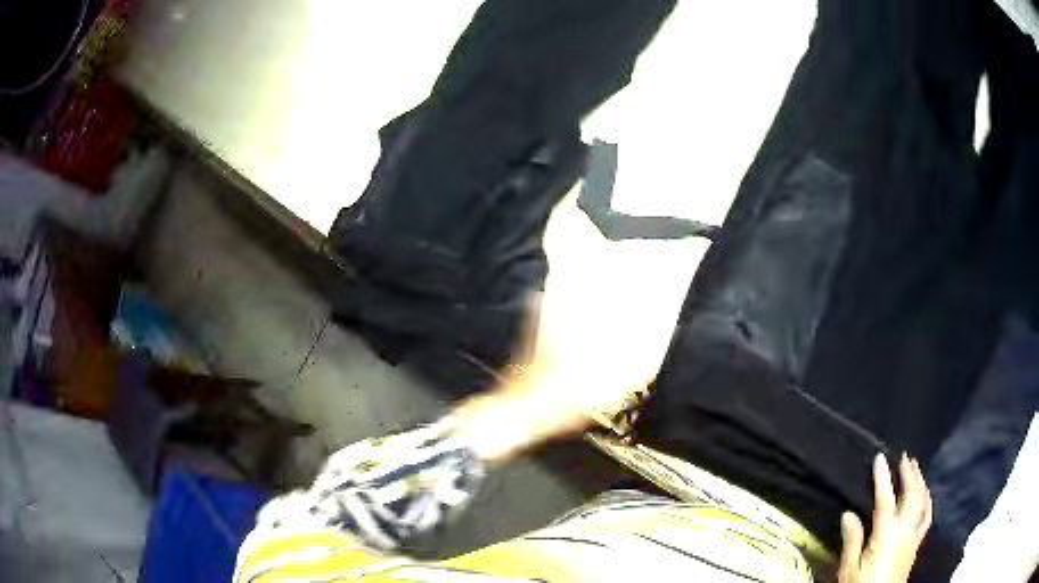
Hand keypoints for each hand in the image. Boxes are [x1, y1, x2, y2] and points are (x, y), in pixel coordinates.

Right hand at [838, 453, 932, 582]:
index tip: (880, 458)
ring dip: (920, 484)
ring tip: (917, 470)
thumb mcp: (849, 570)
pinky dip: (927, 502)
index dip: (883, 478)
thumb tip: (848, 514)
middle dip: (909, 474)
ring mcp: (913, 538)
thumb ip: (852, 541)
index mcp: (886, 535)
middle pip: (911, 496)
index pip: (885, 500)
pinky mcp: (916, 546)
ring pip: (922, 504)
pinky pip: (926, 517)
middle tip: (905, 458)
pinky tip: (925, 497)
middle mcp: (904, 531)